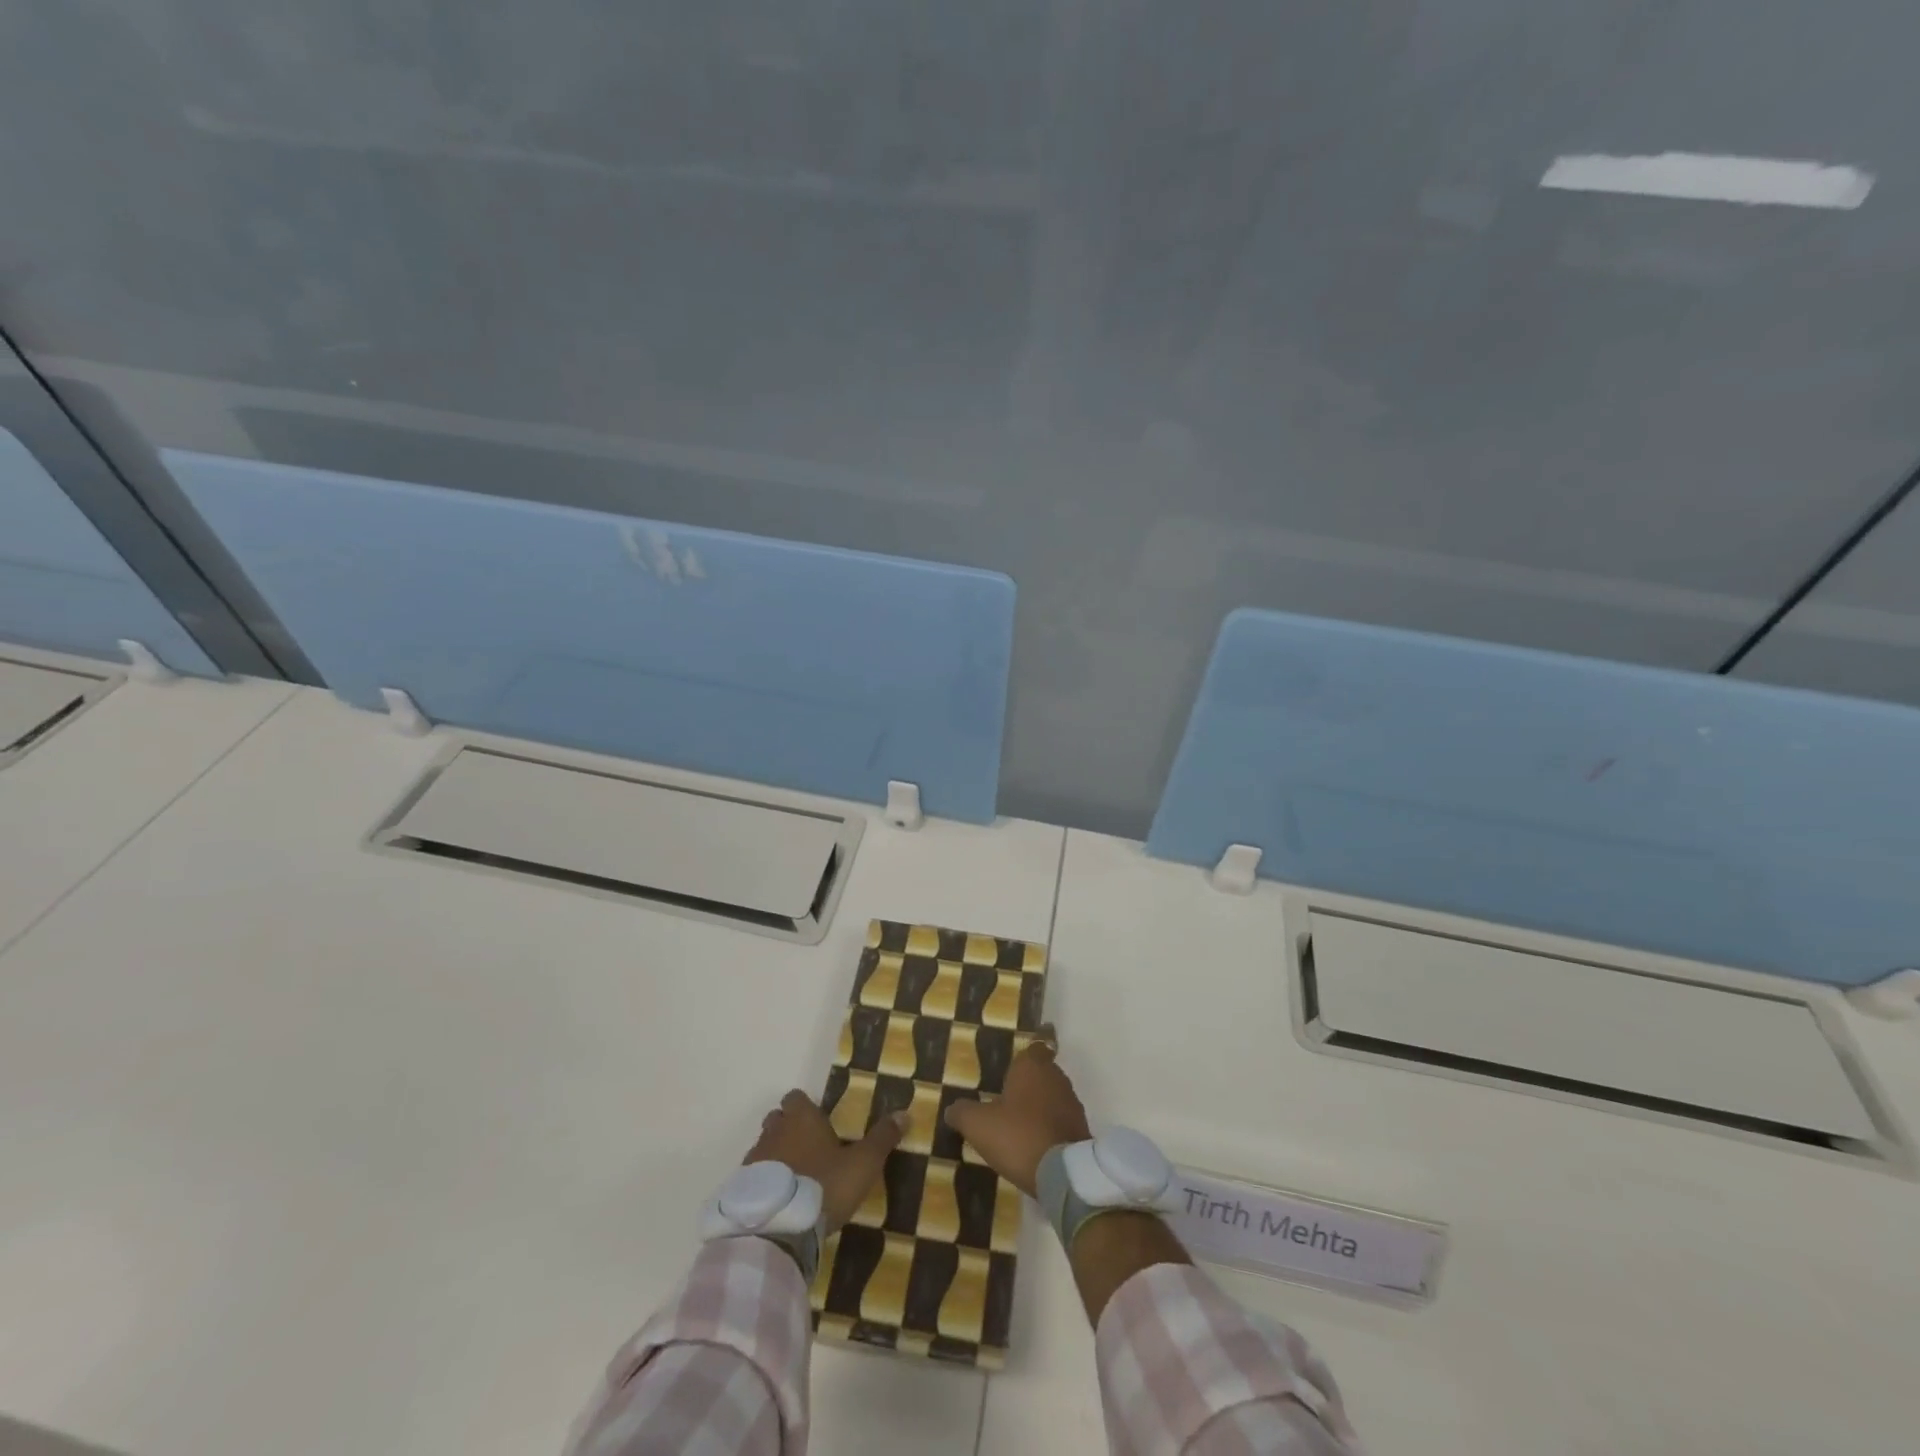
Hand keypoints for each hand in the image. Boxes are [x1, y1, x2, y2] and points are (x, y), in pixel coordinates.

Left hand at [744, 1089, 906, 1233]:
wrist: (778, 1229)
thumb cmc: (823, 1186)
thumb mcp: (863, 1164)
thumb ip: (882, 1138)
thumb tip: (904, 1112)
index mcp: (802, 1119)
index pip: (796, 1097)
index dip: (805, 1107)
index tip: (819, 1122)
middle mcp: (775, 1131)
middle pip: (777, 1119)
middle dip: (789, 1128)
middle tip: (809, 1149)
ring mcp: (754, 1159)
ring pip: (764, 1147)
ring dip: (775, 1156)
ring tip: (794, 1179)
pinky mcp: (741, 1189)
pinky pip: (753, 1176)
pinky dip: (763, 1183)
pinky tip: (778, 1201)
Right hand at [943, 1025, 1090, 1195]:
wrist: (1063, 1173)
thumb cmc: (1018, 1136)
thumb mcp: (978, 1125)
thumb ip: (962, 1112)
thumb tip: (951, 1109)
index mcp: (1032, 1066)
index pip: (1034, 1047)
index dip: (1023, 1056)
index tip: (1012, 1067)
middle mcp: (1056, 1077)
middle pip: (1043, 1072)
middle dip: (1028, 1083)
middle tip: (1008, 1098)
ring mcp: (1072, 1103)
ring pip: (1053, 1096)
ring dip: (1040, 1106)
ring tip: (1020, 1124)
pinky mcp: (1081, 1128)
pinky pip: (1061, 1120)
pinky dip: (1050, 1126)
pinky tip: (1036, 1144)